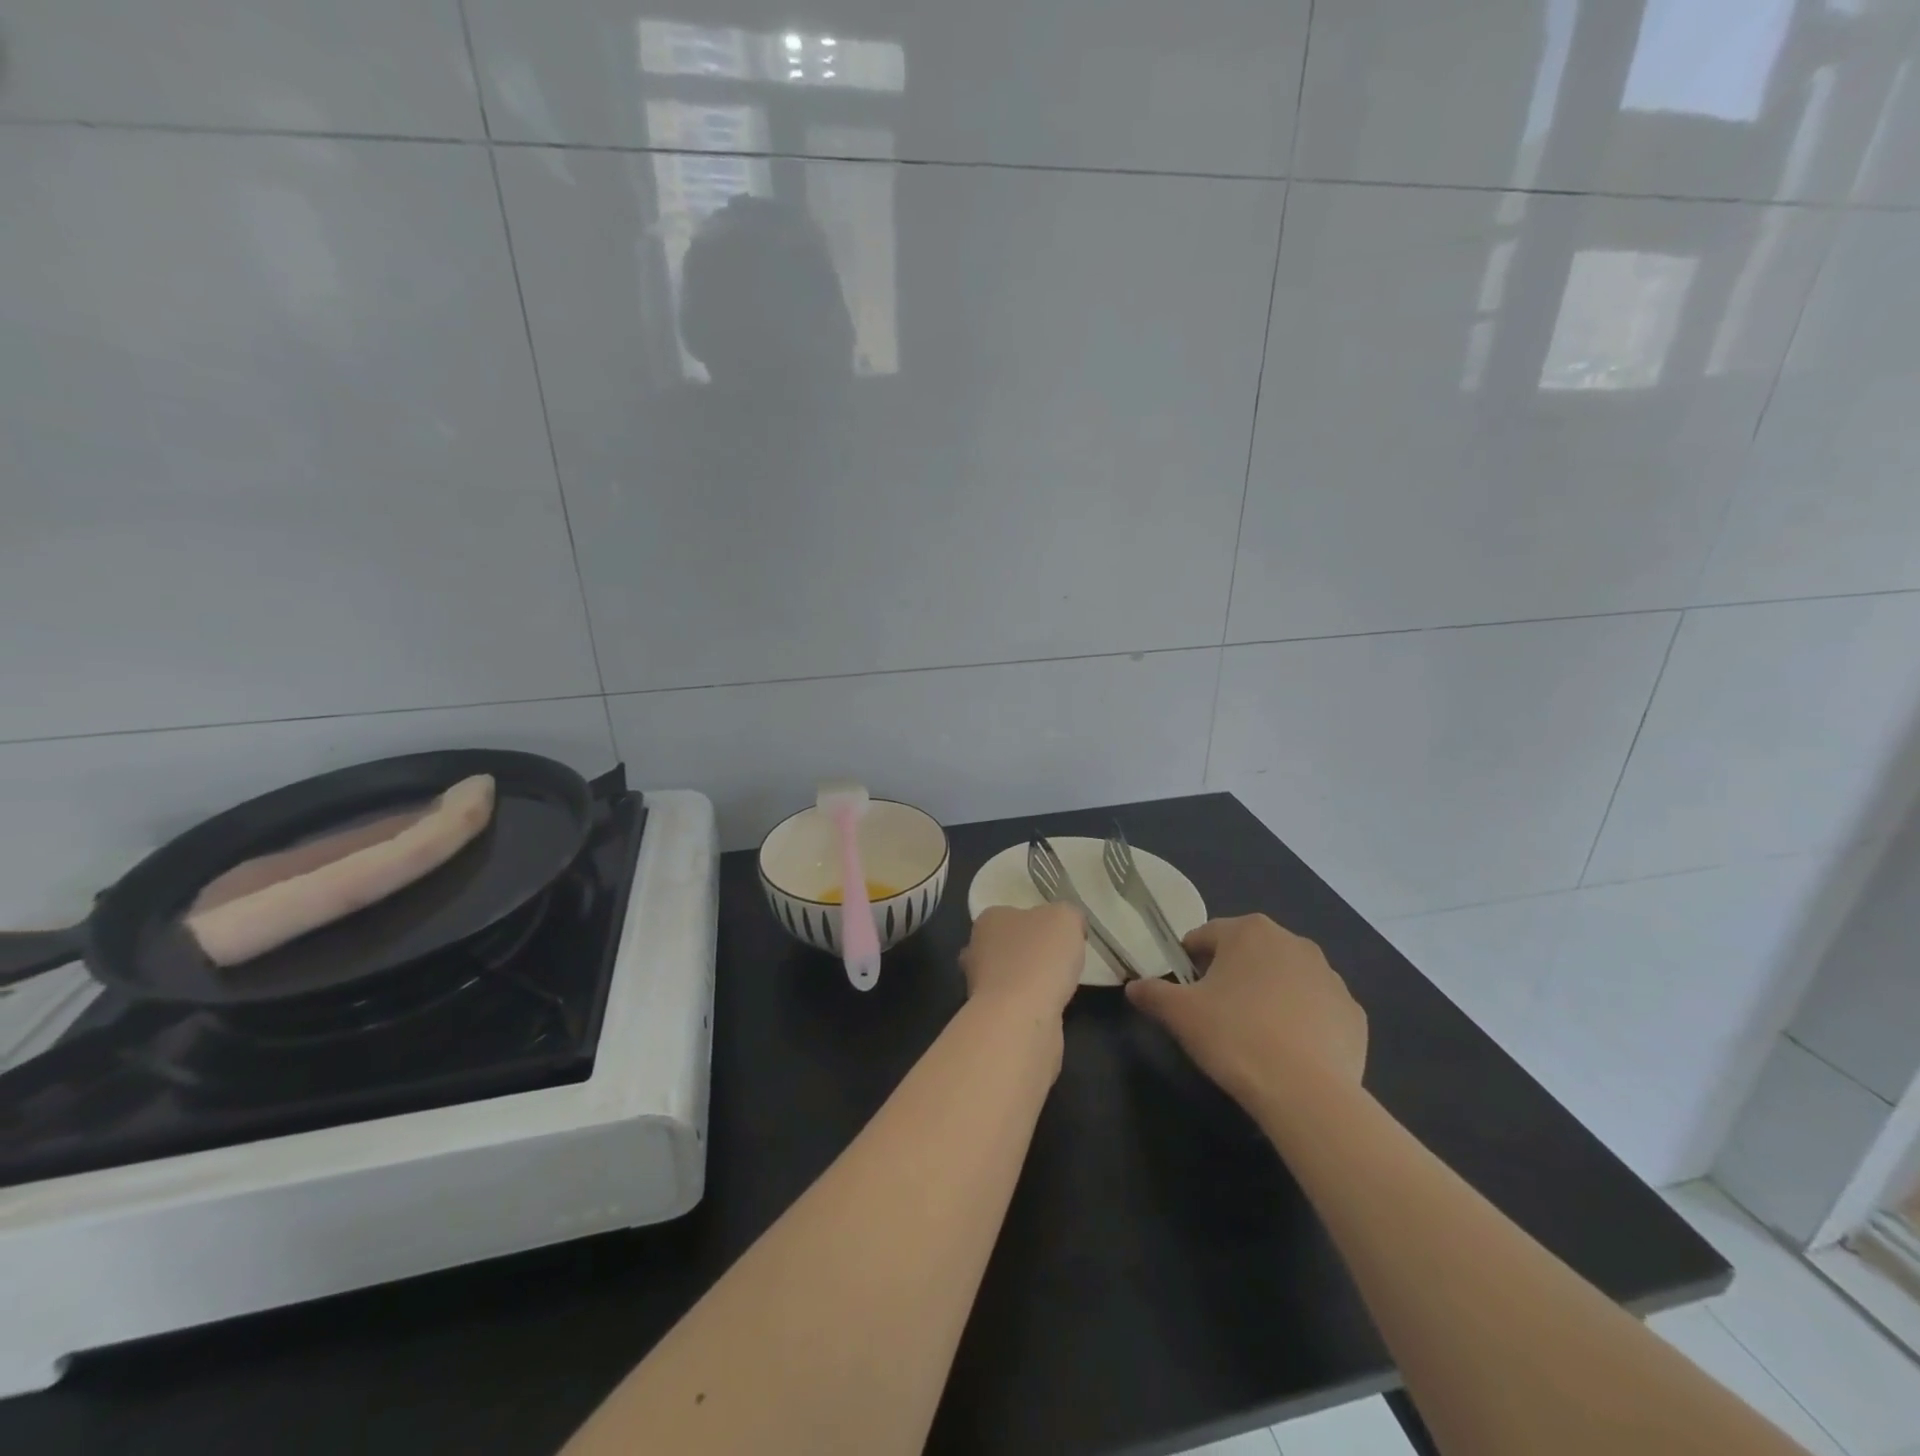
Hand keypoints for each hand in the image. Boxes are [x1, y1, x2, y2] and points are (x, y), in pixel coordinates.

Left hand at [960, 903, 1085, 1019]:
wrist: (1021, 1018)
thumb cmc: (1040, 957)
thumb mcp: (1065, 918)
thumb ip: (1067, 915)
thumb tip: (1069, 925)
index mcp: (989, 920)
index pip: (1012, 914)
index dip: (1037, 923)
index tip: (1059, 936)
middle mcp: (976, 949)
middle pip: (1006, 946)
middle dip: (1028, 953)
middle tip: (1058, 961)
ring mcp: (978, 986)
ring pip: (1008, 976)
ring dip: (1028, 981)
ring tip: (1058, 986)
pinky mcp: (990, 1017)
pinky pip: (1014, 1003)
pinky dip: (1030, 1005)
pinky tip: (1048, 1008)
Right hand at [1127, 914, 1365, 1109]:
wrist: (1306, 1093)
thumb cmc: (1235, 1037)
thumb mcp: (1179, 1014)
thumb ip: (1153, 993)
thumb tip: (1134, 986)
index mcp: (1249, 931)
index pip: (1205, 937)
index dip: (1189, 963)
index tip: (1184, 993)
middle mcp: (1293, 942)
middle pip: (1248, 953)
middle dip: (1230, 976)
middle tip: (1216, 1014)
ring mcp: (1330, 977)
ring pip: (1284, 979)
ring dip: (1267, 995)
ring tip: (1254, 1035)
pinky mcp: (1353, 1013)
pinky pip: (1316, 1008)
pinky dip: (1301, 1021)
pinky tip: (1288, 1051)